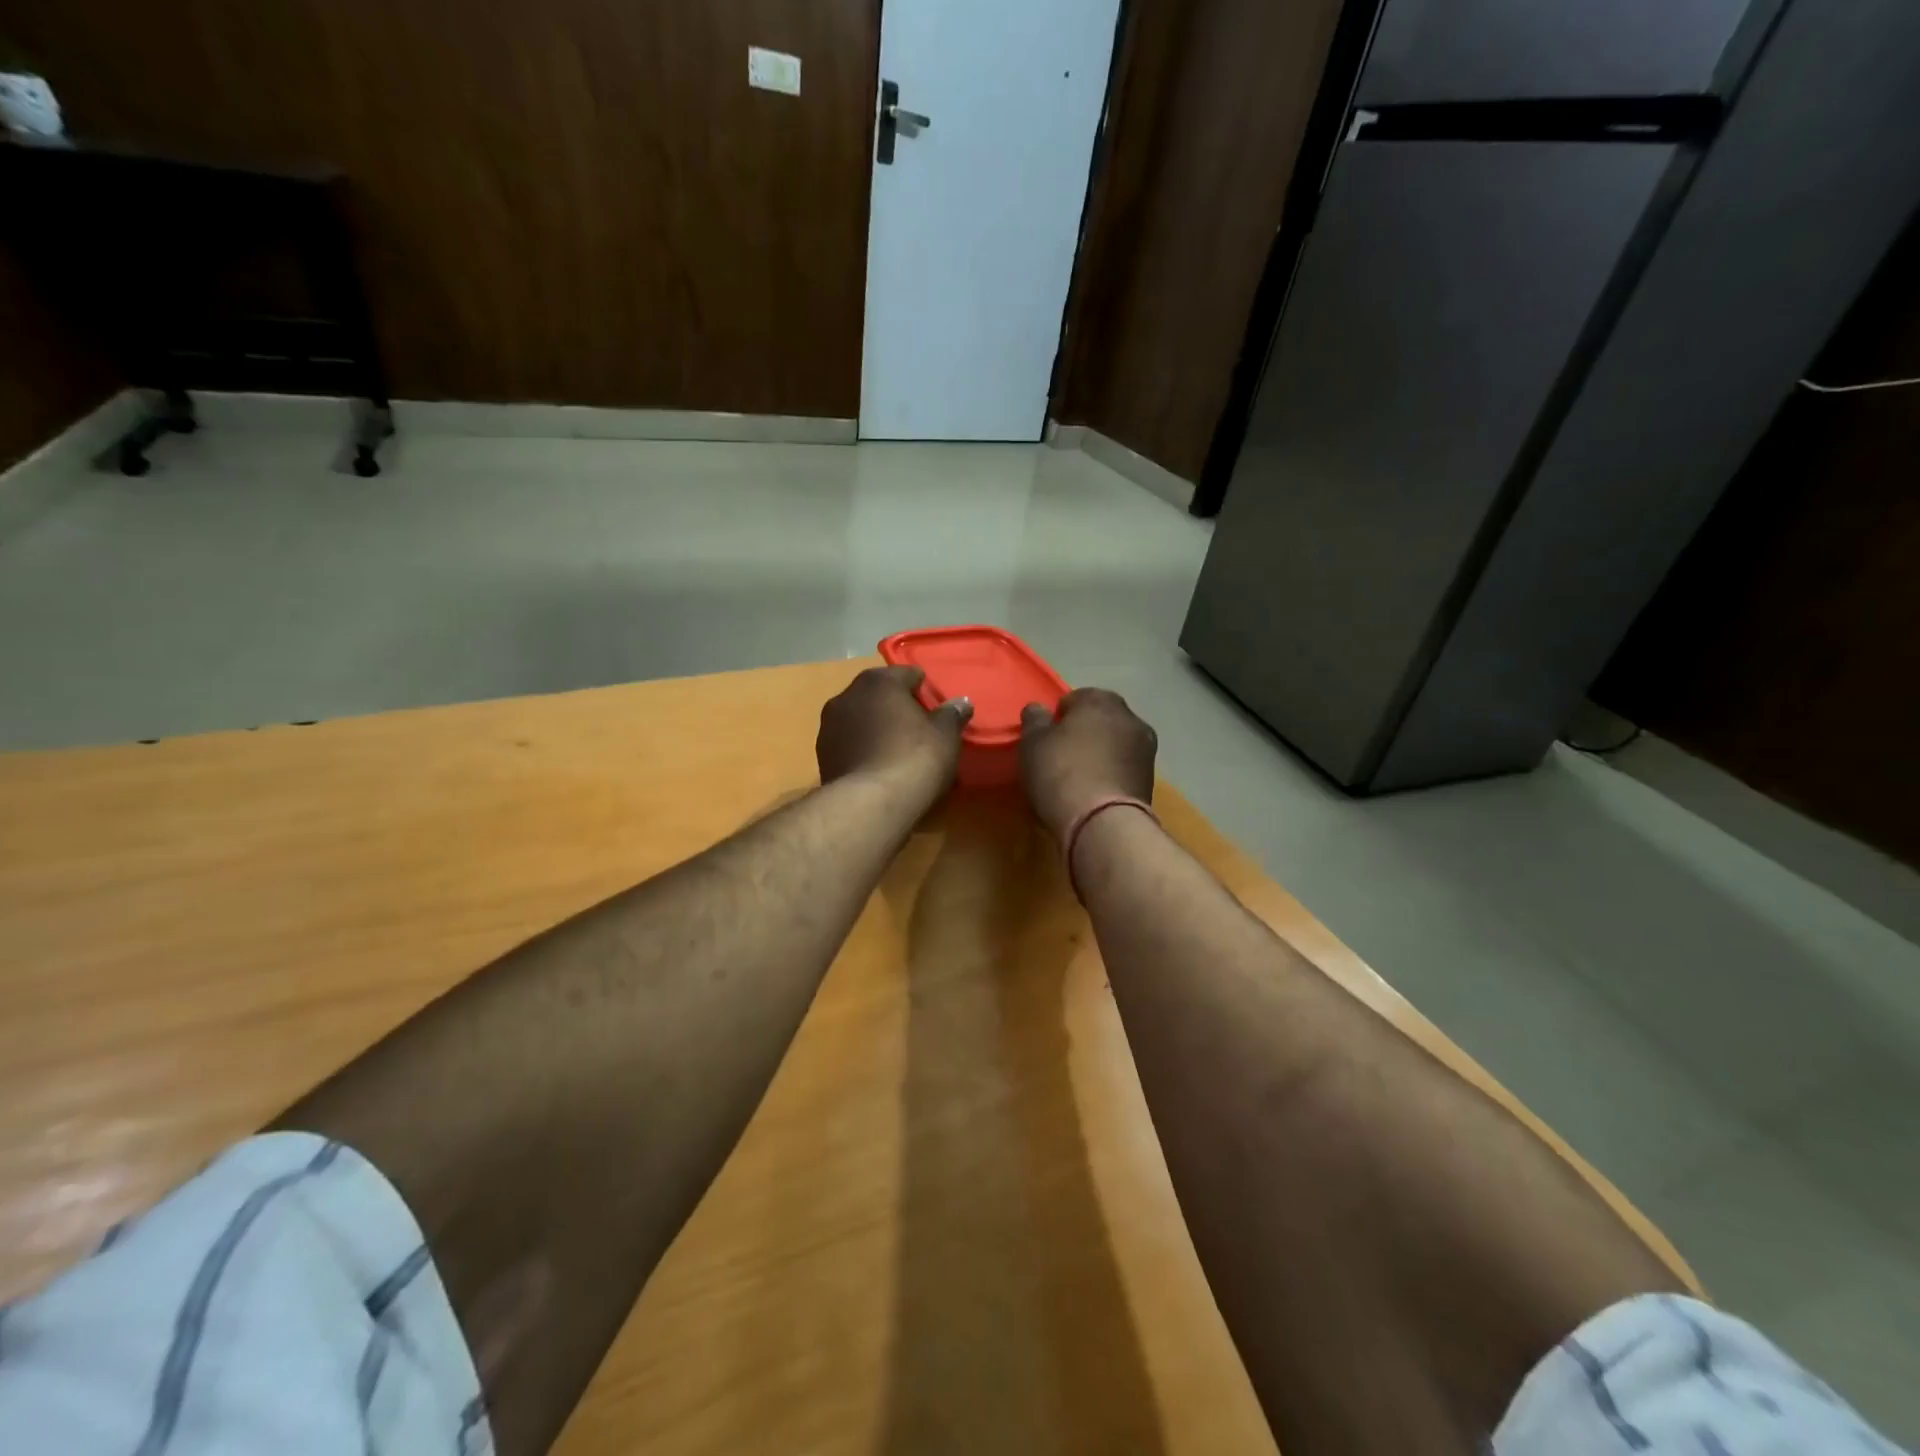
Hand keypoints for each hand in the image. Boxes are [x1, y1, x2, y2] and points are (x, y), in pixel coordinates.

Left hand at [817, 666, 971, 789]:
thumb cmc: (914, 759)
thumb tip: (961, 703)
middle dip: (896, 706)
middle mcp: (848, 695)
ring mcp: (829, 726)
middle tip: (918, 727)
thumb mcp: (945, 736)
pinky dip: (863, 748)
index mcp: (879, 682)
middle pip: (879, 694)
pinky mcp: (822, 756)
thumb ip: (952, 715)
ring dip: (876, 727)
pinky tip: (878, 766)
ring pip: (860, 719)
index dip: (923, 688)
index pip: (906, 674)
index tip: (935, 706)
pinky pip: (850, 743)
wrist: (870, 804)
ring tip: (896, 749)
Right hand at [1019, 688, 1157, 840]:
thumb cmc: (1061, 772)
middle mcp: (1130, 717)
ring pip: (1115, 744)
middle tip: (1062, 756)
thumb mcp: (1032, 743)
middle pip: (1100, 720)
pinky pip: (1123, 769)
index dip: (1059, 718)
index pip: (1075, 698)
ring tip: (1079, 778)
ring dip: (1101, 754)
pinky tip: (1095, 792)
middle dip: (1084, 733)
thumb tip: (1038, 709)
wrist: (1102, 822)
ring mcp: (1146, 749)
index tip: (1047, 739)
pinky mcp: (1151, 780)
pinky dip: (1111, 774)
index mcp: (1100, 700)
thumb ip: (1034, 720)